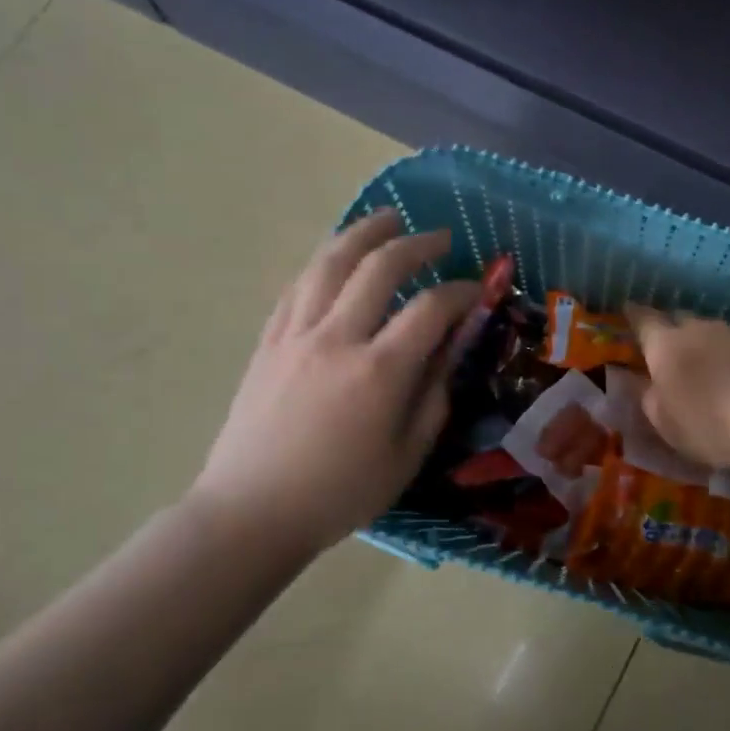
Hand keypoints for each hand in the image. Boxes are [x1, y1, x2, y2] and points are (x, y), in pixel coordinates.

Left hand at [187, 210, 480, 557]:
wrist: (252, 511)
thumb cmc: (339, 494)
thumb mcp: (406, 457)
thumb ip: (434, 397)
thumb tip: (449, 353)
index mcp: (379, 371)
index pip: (430, 308)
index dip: (461, 291)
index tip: (477, 290)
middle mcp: (337, 338)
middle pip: (379, 267)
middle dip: (416, 243)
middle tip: (439, 237)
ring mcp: (295, 335)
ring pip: (330, 263)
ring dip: (363, 233)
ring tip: (386, 218)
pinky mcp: (268, 342)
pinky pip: (297, 287)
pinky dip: (323, 263)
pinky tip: (336, 259)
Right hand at [624, 306, 729, 470]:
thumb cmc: (708, 423)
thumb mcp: (664, 422)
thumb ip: (650, 398)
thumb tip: (649, 385)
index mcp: (666, 344)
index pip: (644, 319)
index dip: (634, 314)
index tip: (628, 308)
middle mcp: (700, 329)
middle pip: (680, 318)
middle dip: (671, 327)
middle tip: (667, 344)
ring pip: (713, 331)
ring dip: (705, 343)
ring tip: (706, 363)